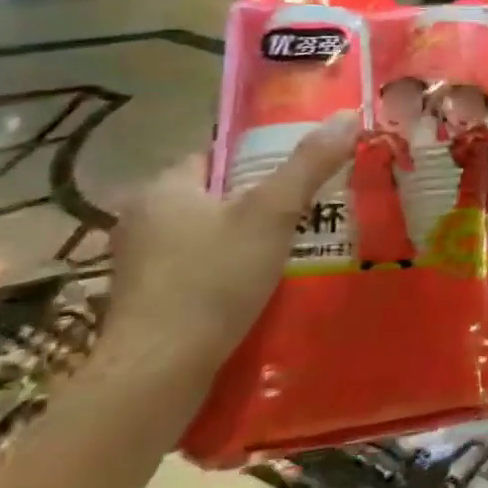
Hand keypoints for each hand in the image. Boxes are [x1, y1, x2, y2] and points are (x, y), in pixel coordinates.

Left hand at [104, 112, 361, 382]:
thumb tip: (348, 114)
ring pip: (207, 233)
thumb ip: (310, 164)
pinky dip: (227, 269)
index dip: (260, 156)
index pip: (217, 153)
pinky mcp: (146, 301)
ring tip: (295, 245)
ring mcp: (139, 263)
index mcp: (164, 187)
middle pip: (215, 194)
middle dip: (258, 200)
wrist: (158, 373)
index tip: (301, 169)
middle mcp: (142, 218)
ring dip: (244, 237)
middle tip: (309, 207)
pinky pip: (197, 268)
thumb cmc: (213, 279)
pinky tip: (260, 284)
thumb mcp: (272, 213)